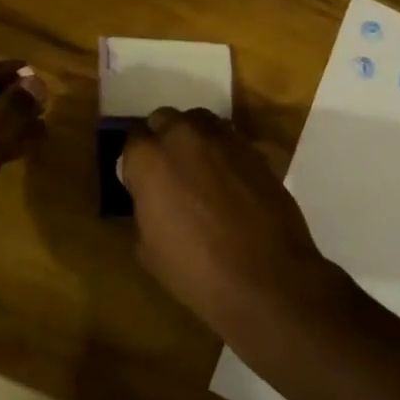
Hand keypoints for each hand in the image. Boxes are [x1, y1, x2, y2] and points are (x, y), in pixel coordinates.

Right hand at [119, 106, 340, 334]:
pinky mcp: (254, 149)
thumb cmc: (197, 271)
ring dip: (193, 138)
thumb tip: (150, 199)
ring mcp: (223, 139)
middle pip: (164, 120)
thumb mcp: (148, 250)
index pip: (132, 142)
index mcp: (149, 159)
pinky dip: (223, 152)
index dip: (135, 163)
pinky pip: (230, 139)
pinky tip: (229, 180)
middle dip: (162, 140)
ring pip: (199, 122)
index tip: (140, 184)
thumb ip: (143, 210)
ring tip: (199, 169)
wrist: (267, 279)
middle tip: (168, 172)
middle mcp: (183, 136)